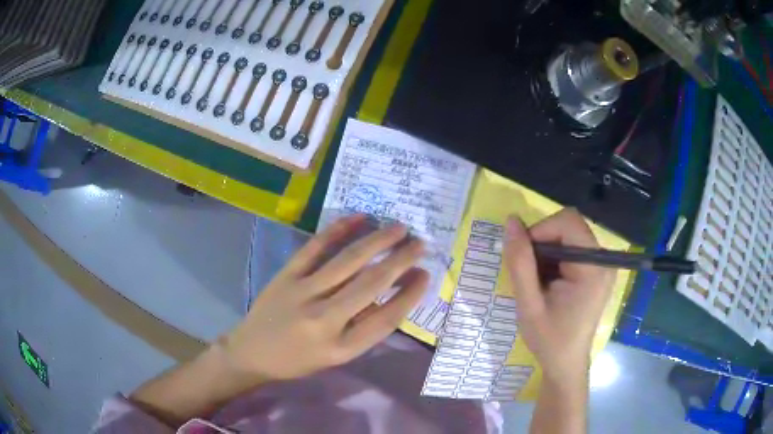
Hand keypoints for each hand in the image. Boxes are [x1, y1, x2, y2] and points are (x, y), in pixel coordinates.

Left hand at [220, 214, 428, 384]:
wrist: (251, 353)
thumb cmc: (298, 361)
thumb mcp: (336, 357)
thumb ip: (363, 328)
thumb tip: (392, 292)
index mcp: (342, 347)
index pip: (386, 317)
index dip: (410, 294)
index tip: (426, 274)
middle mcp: (325, 319)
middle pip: (371, 284)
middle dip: (401, 261)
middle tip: (420, 243)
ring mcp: (303, 293)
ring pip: (348, 261)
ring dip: (377, 241)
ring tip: (399, 228)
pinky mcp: (286, 275)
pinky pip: (315, 247)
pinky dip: (338, 230)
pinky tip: (358, 218)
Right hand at [503, 208, 614, 381]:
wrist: (566, 363)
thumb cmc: (548, 339)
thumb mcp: (529, 304)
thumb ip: (520, 262)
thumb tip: (511, 221)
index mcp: (593, 268)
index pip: (567, 222)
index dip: (541, 231)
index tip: (524, 258)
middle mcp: (603, 260)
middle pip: (569, 226)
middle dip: (543, 242)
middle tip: (530, 273)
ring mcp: (602, 264)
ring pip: (568, 235)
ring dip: (547, 252)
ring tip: (538, 282)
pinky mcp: (596, 270)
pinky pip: (572, 248)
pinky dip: (555, 259)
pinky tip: (548, 283)